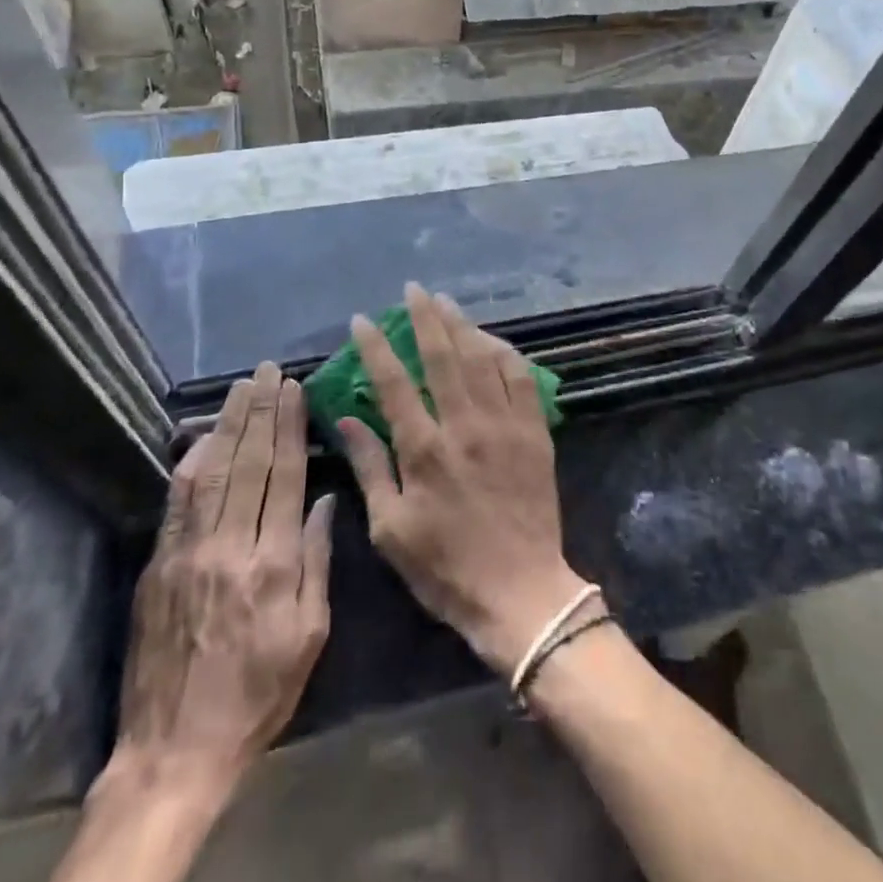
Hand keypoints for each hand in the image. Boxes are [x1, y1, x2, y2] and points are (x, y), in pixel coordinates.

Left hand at [114, 363, 333, 808]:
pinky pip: (177, 502)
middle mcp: (230, 547)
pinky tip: (204, 436)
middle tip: (268, 371)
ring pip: (211, 472)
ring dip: (228, 425)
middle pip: (249, 463)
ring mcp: (188, 554)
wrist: (174, 752)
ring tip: (241, 387)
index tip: (295, 389)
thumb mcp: (310, 635)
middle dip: (261, 411)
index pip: (285, 477)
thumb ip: (318, 561)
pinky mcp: (158, 566)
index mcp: (273, 564)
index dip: (290, 427)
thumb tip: (326, 500)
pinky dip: (192, 462)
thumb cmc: (258, 694)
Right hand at [336, 283, 588, 674]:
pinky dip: (505, 353)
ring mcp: (505, 425)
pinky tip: (492, 340)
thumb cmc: (446, 568)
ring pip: (483, 359)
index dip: (376, 347)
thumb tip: (347, 419)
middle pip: (443, 357)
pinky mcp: (535, 432)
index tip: (363, 320)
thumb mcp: (391, 529)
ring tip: (446, 303)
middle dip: (426, 318)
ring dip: (463, 326)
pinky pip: (521, 378)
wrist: (521, 591)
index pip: (394, 383)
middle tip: (414, 290)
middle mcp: (465, 426)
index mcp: (425, 451)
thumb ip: (371, 467)